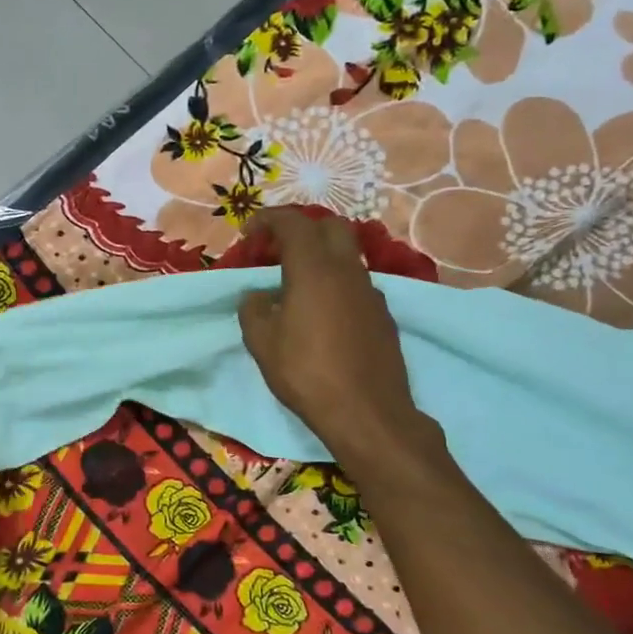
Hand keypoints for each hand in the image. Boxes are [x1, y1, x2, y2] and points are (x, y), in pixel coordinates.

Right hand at [236, 210, 446, 472]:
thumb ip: (253, 309)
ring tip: (296, 287)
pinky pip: (356, 284)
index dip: (268, 220)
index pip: (293, 223)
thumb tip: (257, 296)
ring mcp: (371, 292)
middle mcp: (347, 271)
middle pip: (330, 227)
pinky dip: (336, 284)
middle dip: (301, 230)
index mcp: (314, 269)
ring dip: (320, 258)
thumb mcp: (262, 343)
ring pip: (347, 256)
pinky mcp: (383, 315)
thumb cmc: (307, 373)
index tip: (249, 234)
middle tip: (276, 252)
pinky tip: (322, 315)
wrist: (368, 413)